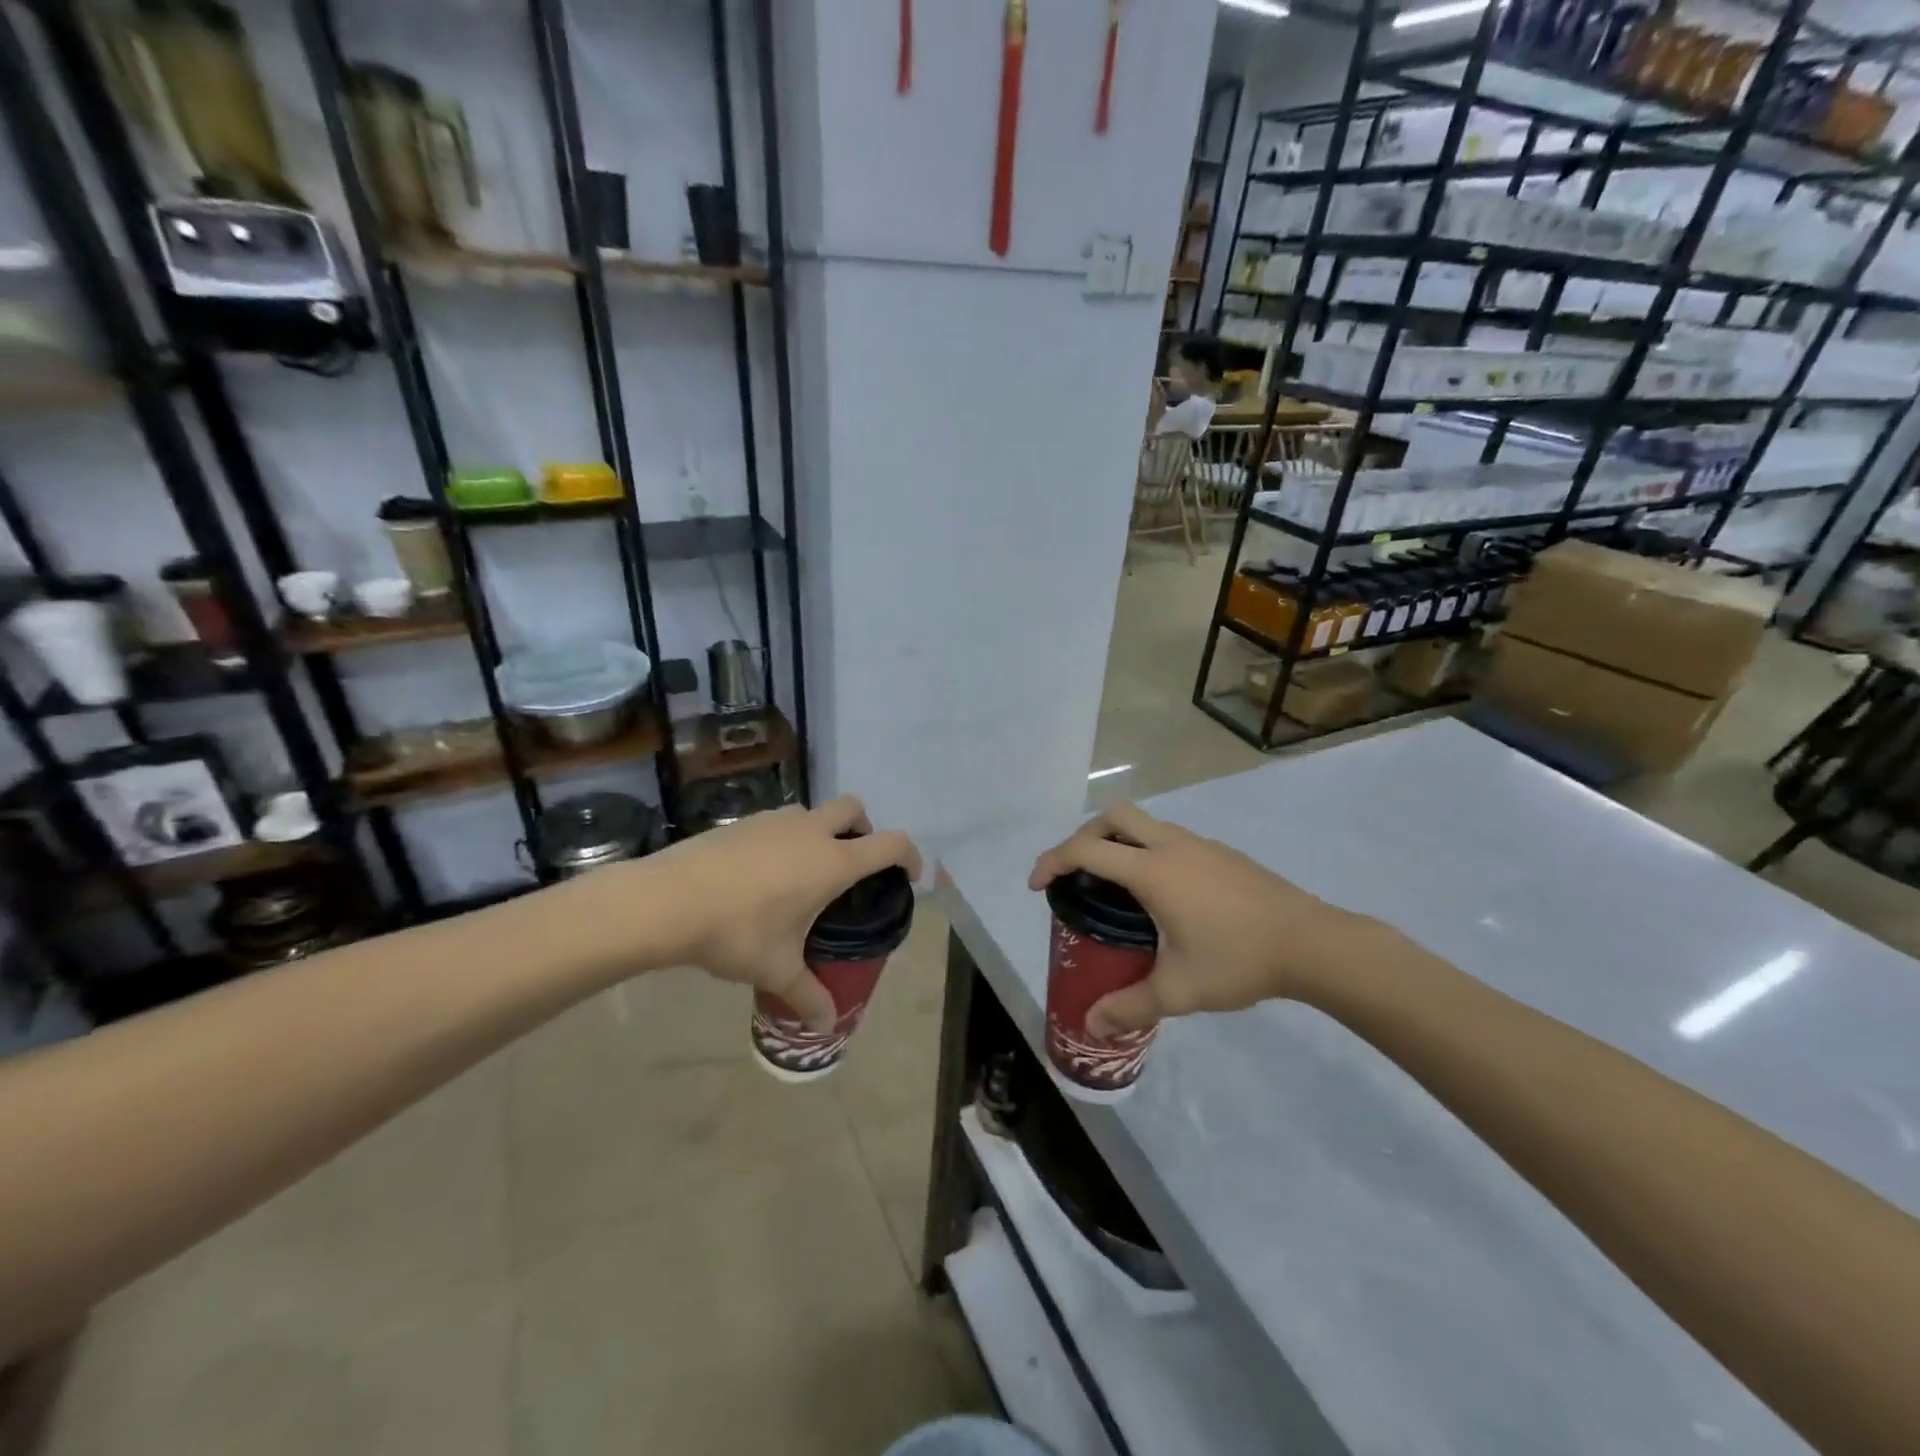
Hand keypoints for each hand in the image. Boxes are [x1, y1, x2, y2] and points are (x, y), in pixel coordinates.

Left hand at [643, 797, 920, 1030]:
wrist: (667, 900)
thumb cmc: (737, 932)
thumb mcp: (777, 970)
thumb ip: (808, 996)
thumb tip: (828, 1027)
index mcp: (832, 862)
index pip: (890, 845)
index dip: (908, 856)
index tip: (908, 876)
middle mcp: (809, 832)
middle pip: (853, 808)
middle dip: (863, 829)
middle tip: (852, 864)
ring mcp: (774, 821)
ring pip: (812, 812)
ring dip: (820, 831)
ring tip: (803, 872)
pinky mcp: (742, 821)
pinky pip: (778, 821)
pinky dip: (785, 838)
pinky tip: (761, 874)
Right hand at [1028, 802, 1381, 1036]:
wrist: (1312, 943)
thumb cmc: (1238, 960)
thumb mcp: (1179, 990)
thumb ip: (1130, 1006)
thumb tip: (1091, 1025)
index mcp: (1153, 871)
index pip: (1087, 849)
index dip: (1053, 861)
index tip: (1038, 885)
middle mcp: (1171, 846)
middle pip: (1114, 816)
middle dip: (1084, 836)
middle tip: (1076, 873)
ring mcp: (1200, 845)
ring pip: (1145, 824)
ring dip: (1119, 841)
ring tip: (1115, 886)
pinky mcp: (1221, 853)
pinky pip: (1169, 839)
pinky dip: (1148, 851)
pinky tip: (1162, 896)